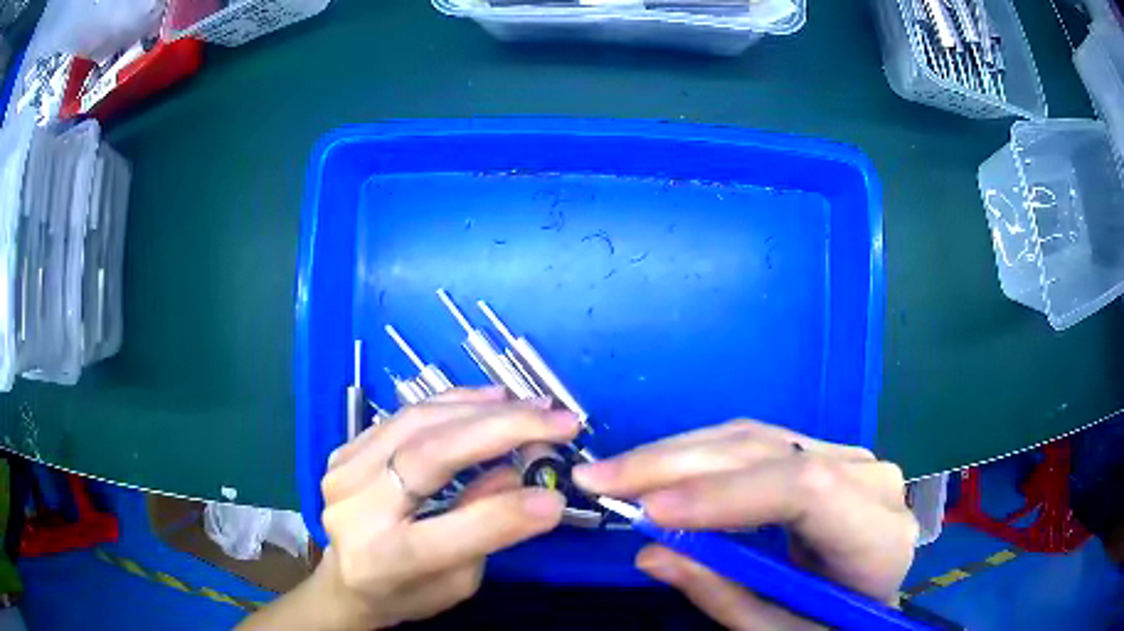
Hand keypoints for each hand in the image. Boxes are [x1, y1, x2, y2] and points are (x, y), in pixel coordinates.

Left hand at [295, 388, 579, 629]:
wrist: (344, 580)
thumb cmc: (406, 593)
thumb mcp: (456, 582)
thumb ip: (484, 533)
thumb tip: (521, 477)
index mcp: (385, 559)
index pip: (456, 529)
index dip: (511, 511)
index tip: (558, 496)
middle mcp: (356, 508)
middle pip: (431, 455)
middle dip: (503, 431)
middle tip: (560, 421)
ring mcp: (345, 472)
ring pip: (419, 422)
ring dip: (483, 408)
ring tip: (533, 405)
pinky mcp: (345, 450)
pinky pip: (404, 415)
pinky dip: (453, 402)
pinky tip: (491, 398)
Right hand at [572, 420, 916, 629]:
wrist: (872, 596)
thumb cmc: (832, 625)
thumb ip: (727, 596)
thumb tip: (652, 552)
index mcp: (877, 536)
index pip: (808, 492)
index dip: (726, 495)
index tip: (650, 511)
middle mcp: (870, 480)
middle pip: (774, 454)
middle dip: (679, 464)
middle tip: (600, 478)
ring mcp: (849, 459)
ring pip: (758, 438)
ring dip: (680, 453)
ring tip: (617, 471)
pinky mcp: (824, 454)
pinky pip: (758, 444)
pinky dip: (701, 455)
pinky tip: (660, 467)